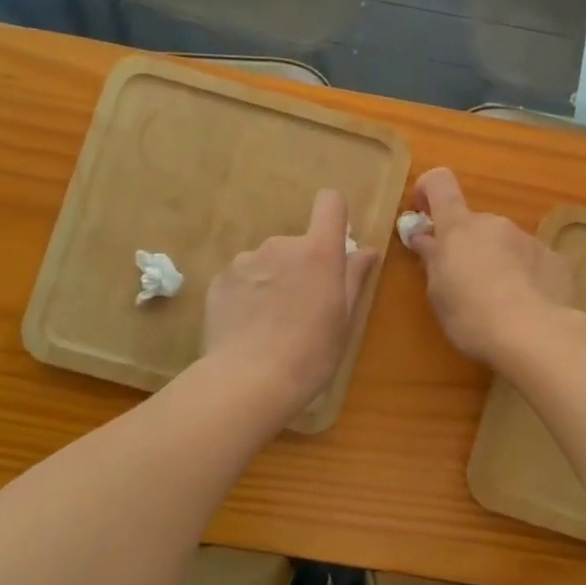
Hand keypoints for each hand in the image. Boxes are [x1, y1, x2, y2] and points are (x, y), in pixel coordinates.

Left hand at [203, 188, 379, 418]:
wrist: (248, 381)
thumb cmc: (311, 352)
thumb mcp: (344, 319)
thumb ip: (354, 277)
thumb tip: (366, 250)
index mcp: (318, 251)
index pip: (330, 203)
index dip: (335, 215)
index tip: (335, 242)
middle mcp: (280, 245)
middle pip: (297, 243)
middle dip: (301, 266)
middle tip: (302, 308)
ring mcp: (245, 261)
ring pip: (266, 262)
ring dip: (272, 281)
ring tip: (270, 323)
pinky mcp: (219, 281)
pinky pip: (241, 279)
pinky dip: (246, 295)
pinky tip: (247, 328)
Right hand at [404, 168, 574, 366]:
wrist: (534, 334)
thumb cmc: (471, 315)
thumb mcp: (438, 292)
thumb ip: (433, 260)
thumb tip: (426, 240)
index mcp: (459, 227)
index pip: (440, 184)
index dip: (429, 190)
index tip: (423, 211)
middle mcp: (495, 223)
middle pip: (475, 225)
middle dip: (468, 247)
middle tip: (464, 284)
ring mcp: (529, 239)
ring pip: (506, 244)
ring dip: (498, 263)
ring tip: (500, 303)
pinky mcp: (556, 260)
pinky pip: (533, 262)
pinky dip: (527, 277)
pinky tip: (528, 307)